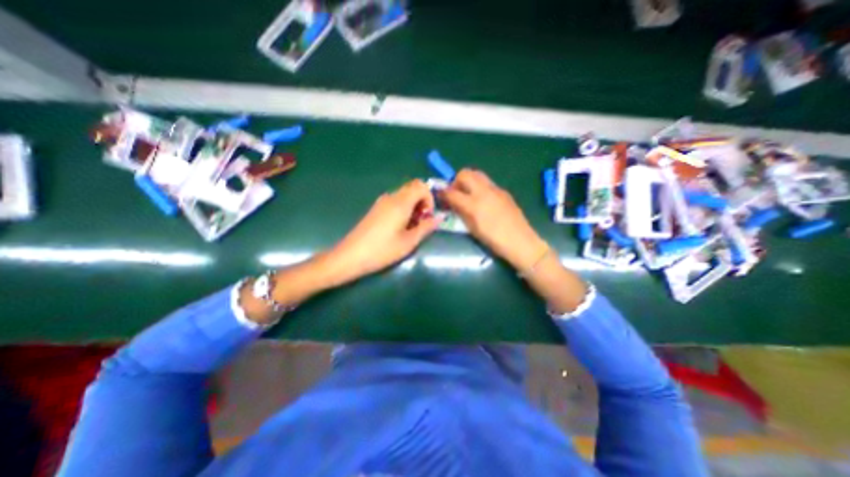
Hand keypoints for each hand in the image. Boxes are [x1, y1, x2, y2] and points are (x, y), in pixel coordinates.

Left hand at [328, 180, 440, 279]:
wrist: (351, 256)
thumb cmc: (382, 250)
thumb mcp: (409, 242)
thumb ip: (426, 227)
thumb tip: (440, 217)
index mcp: (401, 203)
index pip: (421, 186)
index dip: (429, 198)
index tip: (427, 217)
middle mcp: (391, 197)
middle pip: (413, 188)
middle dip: (422, 203)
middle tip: (421, 223)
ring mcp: (381, 202)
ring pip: (404, 196)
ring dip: (413, 207)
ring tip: (410, 228)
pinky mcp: (376, 209)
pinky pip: (395, 202)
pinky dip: (403, 210)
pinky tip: (399, 228)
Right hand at [442, 170, 547, 269]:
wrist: (520, 241)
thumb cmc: (494, 240)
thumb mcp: (472, 229)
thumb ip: (461, 213)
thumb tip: (452, 203)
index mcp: (474, 205)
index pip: (452, 192)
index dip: (443, 193)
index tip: (440, 195)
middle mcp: (484, 192)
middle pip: (465, 173)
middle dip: (456, 181)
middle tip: (456, 193)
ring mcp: (496, 189)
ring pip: (477, 174)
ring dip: (468, 180)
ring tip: (468, 194)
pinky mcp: (504, 191)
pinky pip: (487, 182)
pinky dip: (479, 186)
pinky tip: (483, 199)